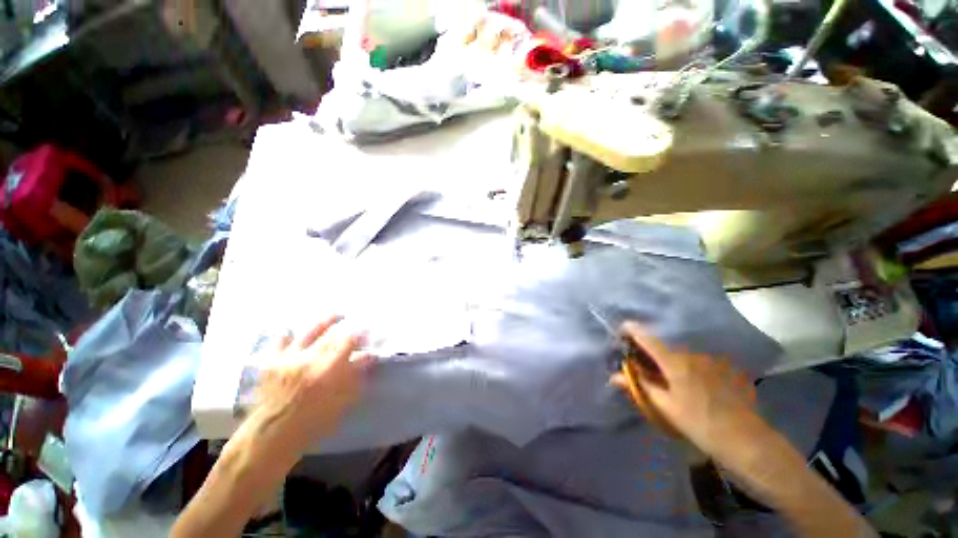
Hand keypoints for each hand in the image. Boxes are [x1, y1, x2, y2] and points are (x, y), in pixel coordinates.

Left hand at [250, 317, 371, 452]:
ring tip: (337, 315)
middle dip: (347, 329)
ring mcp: (289, 358)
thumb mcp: (341, 403)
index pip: (348, 342)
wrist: (271, 435)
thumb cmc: (311, 423)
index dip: (360, 335)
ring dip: (326, 321)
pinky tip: (293, 330)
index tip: (368, 334)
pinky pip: (280, 340)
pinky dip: (288, 334)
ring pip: (310, 331)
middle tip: (356, 326)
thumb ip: (356, 377)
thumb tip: (369, 357)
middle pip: (332, 335)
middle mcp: (309, 358)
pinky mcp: (272, 361)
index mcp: (327, 369)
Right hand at [612, 322, 762, 459]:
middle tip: (641, 364)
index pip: (647, 338)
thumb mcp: (665, 407)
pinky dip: (684, 365)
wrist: (745, 440)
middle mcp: (691, 354)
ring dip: (667, 359)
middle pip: (663, 345)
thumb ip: (641, 386)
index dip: (632, 330)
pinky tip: (688, 383)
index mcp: (674, 362)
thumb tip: (614, 376)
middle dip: (649, 351)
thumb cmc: (699, 423)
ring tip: (665, 376)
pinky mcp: (721, 367)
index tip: (621, 329)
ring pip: (679, 353)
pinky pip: (694, 360)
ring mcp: (708, 360)